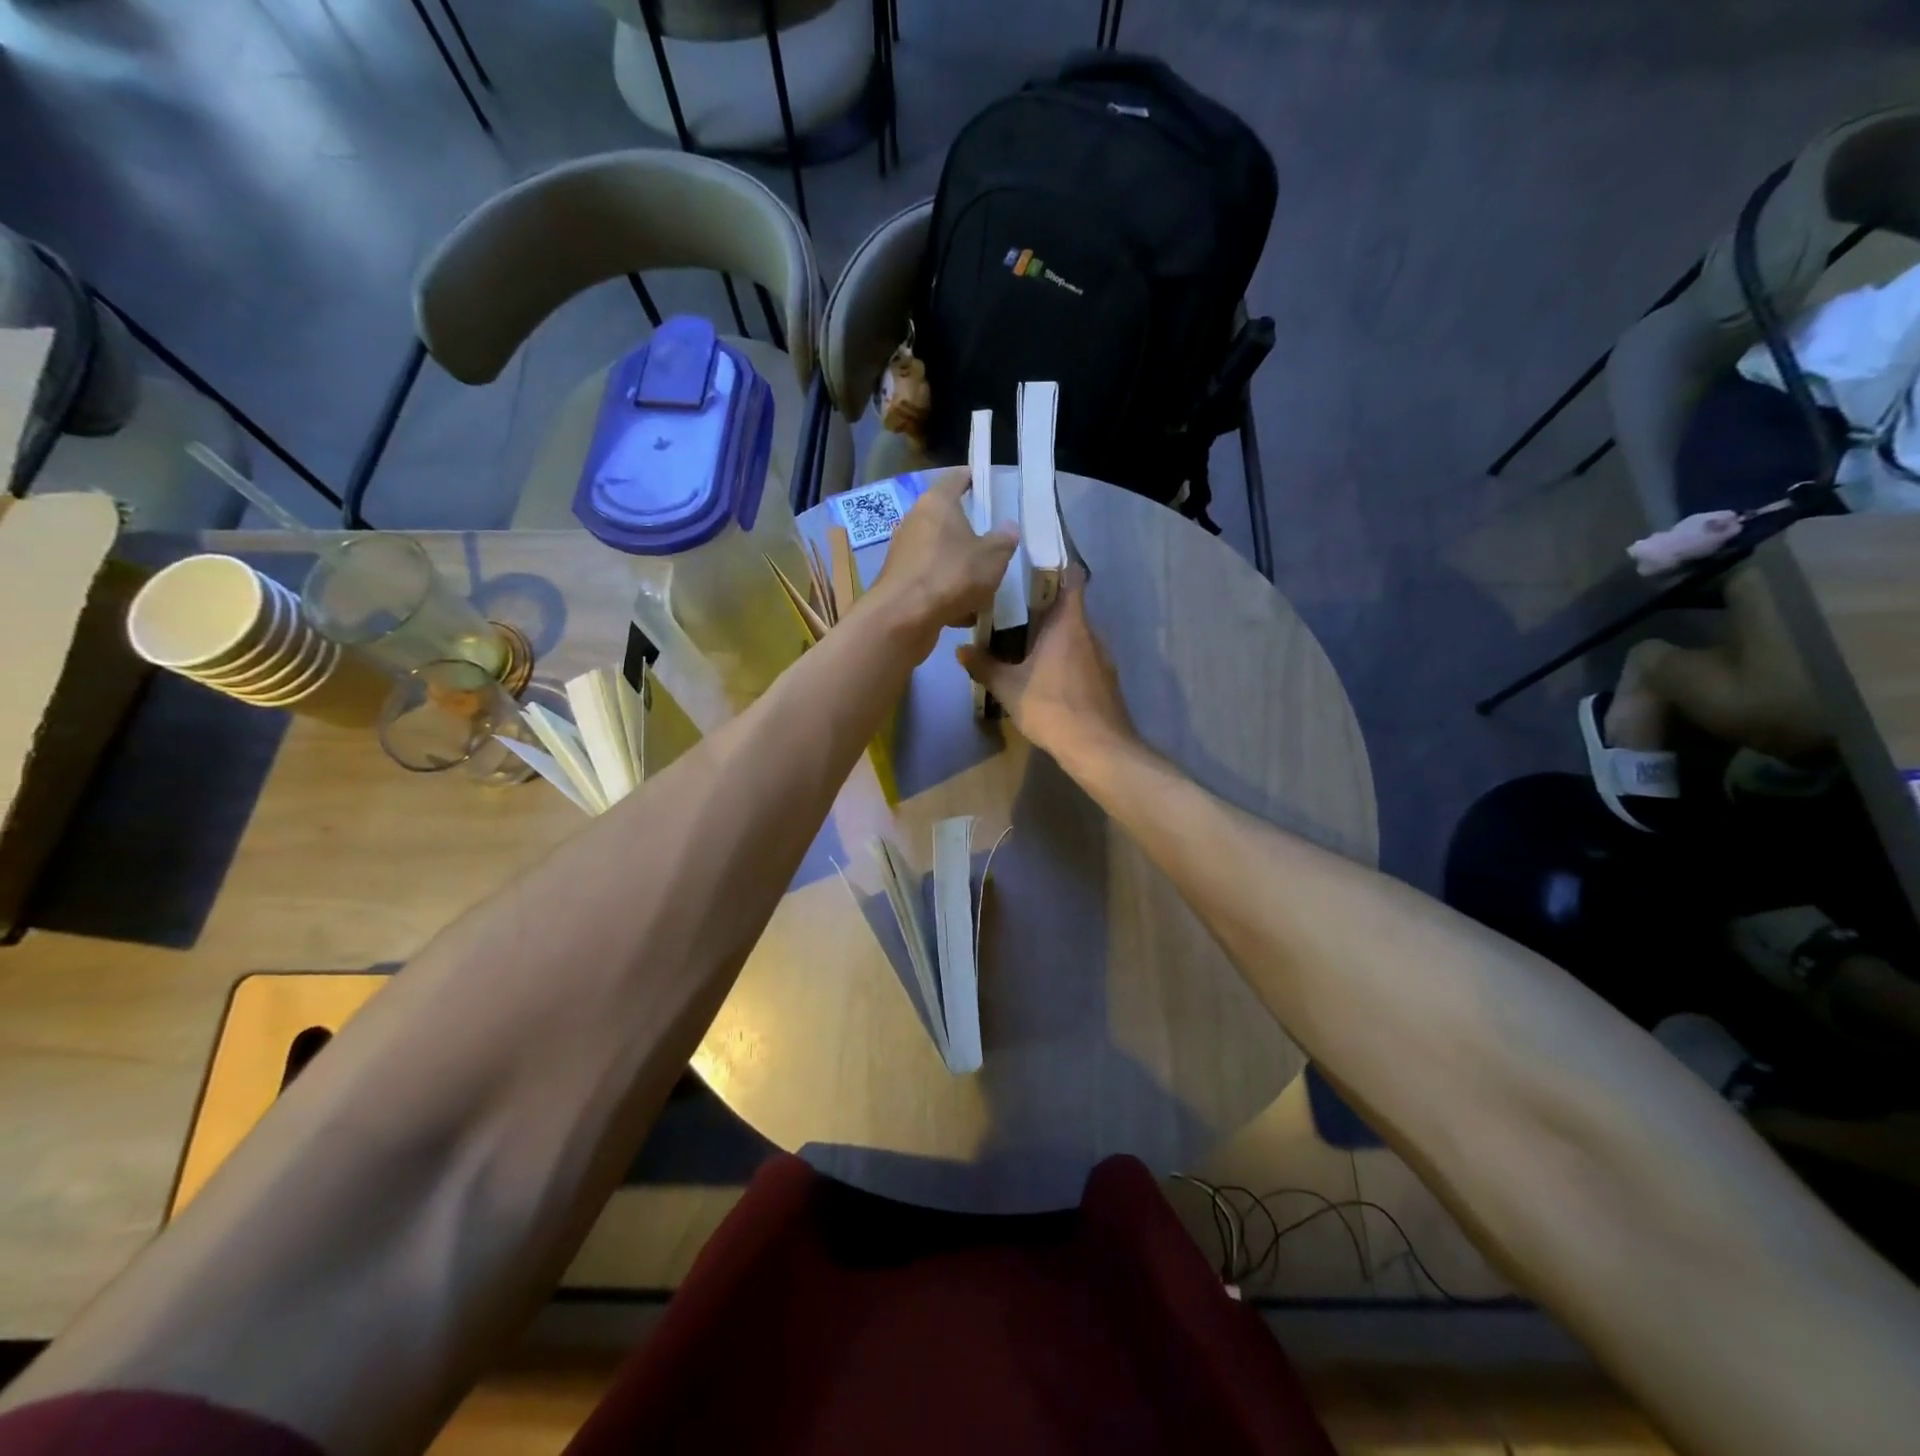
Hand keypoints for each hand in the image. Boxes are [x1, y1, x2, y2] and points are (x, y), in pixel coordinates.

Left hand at [870, 467, 1018, 646]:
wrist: (903, 618)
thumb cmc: (951, 575)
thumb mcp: (992, 558)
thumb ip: (1003, 541)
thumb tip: (1008, 528)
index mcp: (937, 502)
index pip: (956, 478)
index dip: (973, 479)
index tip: (987, 485)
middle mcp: (915, 520)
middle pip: (946, 518)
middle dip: (968, 530)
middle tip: (992, 541)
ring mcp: (904, 551)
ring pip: (939, 553)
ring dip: (958, 565)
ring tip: (982, 583)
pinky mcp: (900, 580)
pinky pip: (931, 579)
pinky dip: (946, 590)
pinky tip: (963, 611)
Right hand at [957, 568, 1137, 764]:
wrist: (1098, 747)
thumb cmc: (1051, 707)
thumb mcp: (1008, 688)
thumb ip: (984, 665)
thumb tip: (960, 649)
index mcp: (1069, 623)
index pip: (1072, 577)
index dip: (1057, 567)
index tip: (1034, 568)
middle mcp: (1090, 632)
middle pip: (1070, 607)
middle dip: (1044, 607)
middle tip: (1013, 610)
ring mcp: (1103, 656)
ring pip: (1076, 634)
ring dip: (1055, 635)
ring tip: (1025, 642)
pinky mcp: (1107, 679)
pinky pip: (1083, 656)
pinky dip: (1066, 657)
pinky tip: (1046, 674)